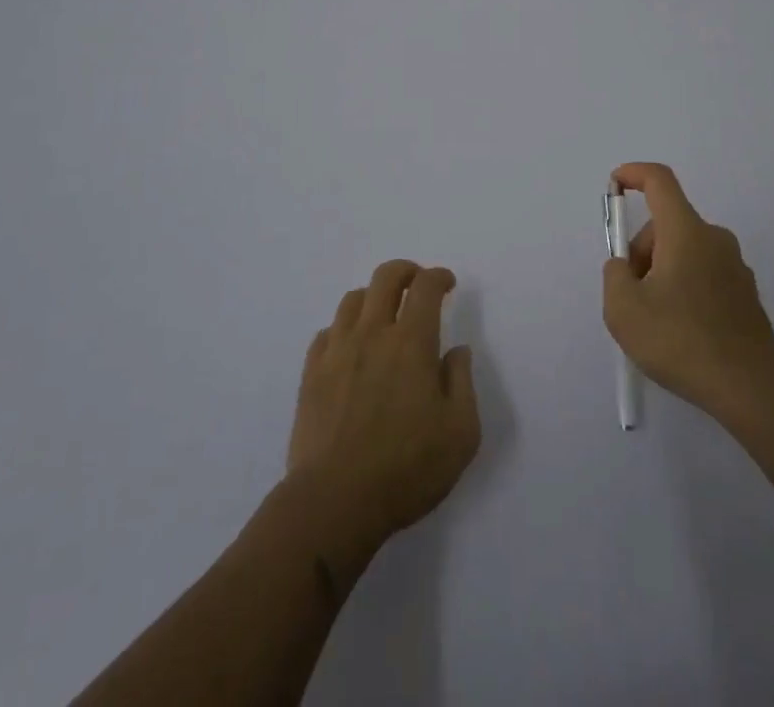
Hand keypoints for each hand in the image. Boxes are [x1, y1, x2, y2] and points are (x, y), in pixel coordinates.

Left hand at [287, 260, 480, 554]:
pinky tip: (351, 347)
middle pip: (385, 277)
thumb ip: (462, 382)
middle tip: (418, 284)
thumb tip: (455, 351)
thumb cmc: (406, 469)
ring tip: (384, 314)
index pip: (425, 287)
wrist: (334, 502)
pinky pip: (327, 332)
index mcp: (411, 343)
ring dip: (374, 297)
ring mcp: (337, 351)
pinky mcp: (311, 373)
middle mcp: (372, 334)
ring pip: (353, 299)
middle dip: (406, 271)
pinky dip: (344, 328)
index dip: (439, 277)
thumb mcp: (460, 433)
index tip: (447, 284)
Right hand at [602, 162, 773, 423]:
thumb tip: (626, 268)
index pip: (660, 181)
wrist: (751, 388)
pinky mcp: (746, 295)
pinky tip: (681, 332)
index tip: (616, 184)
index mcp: (686, 232)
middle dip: (642, 250)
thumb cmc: (681, 340)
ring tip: (655, 321)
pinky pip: (704, 275)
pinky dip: (685, 289)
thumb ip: (615, 276)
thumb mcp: (623, 309)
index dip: (634, 174)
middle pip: (668, 224)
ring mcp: (735, 267)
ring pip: (686, 251)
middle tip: (630, 293)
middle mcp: (714, 239)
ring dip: (663, 272)